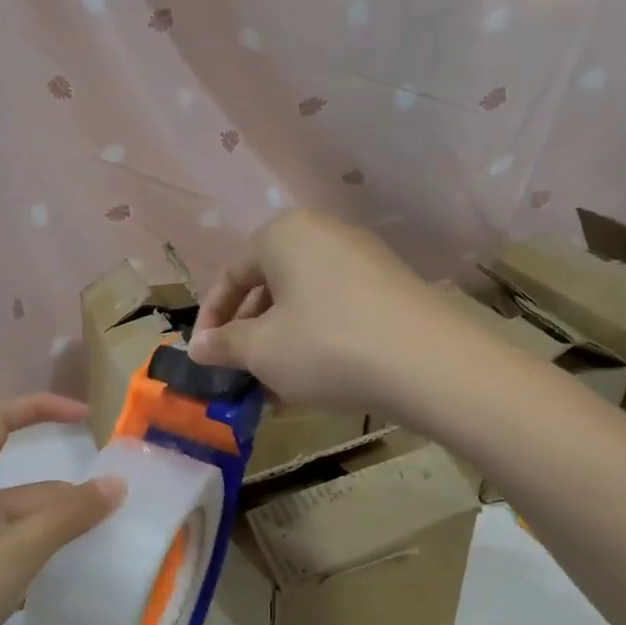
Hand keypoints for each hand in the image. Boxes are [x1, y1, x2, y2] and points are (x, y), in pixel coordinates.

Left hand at [0, 395, 123, 624]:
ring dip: (62, 536)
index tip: (85, 417)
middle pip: (25, 487)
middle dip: (70, 497)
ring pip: (23, 529)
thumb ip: (66, 517)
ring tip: (111, 550)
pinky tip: (76, 585)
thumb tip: (115, 484)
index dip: (40, 408)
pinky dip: (44, 568)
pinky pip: (14, 564)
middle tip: (123, 516)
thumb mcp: (13, 550)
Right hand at [189, 210, 459, 417]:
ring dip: (278, 345)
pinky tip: (310, 383)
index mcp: (284, 236)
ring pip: (301, 304)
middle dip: (247, 335)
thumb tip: (198, 348)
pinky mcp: (388, 289)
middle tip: (238, 374)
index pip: (231, 275)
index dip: (210, 319)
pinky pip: (333, 312)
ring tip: (272, 388)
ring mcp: (361, 261)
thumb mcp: (262, 350)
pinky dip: (312, 342)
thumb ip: (224, 345)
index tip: (203, 358)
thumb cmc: (325, 346)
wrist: (427, 363)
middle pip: (268, 286)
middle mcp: (323, 235)